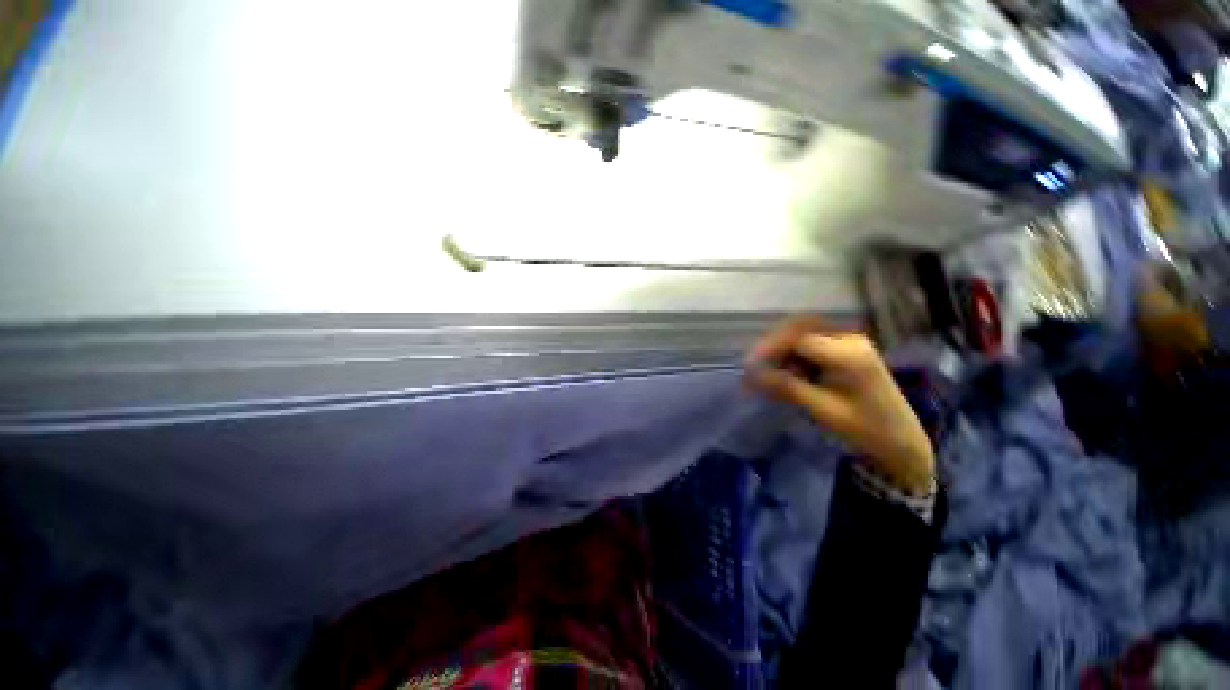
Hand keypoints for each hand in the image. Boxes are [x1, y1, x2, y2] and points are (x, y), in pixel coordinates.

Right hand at [745, 317, 934, 491]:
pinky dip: (794, 355)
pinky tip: (790, 373)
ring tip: (770, 373)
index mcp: (849, 354)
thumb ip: (787, 387)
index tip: (749, 366)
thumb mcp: (823, 410)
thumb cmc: (865, 429)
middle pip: (799, 329)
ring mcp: (849, 342)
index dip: (769, 348)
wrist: (901, 441)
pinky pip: (812, 343)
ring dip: (783, 350)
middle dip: (773, 346)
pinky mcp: (847, 349)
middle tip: (755, 366)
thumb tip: (751, 375)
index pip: (798, 339)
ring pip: (803, 334)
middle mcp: (849, 339)